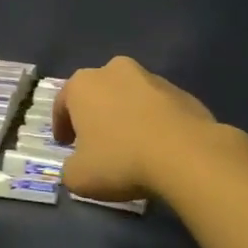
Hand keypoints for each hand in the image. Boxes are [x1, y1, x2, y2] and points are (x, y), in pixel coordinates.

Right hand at [52, 56, 229, 201]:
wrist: (186, 156)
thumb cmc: (121, 160)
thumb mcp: (79, 177)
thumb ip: (70, 169)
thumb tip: (77, 166)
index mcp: (83, 84)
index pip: (62, 103)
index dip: (61, 126)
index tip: (64, 144)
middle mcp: (114, 71)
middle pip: (98, 92)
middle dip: (96, 114)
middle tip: (97, 141)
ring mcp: (152, 78)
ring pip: (130, 96)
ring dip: (127, 115)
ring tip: (132, 145)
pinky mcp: (182, 92)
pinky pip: (159, 107)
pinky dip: (155, 122)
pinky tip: (159, 147)